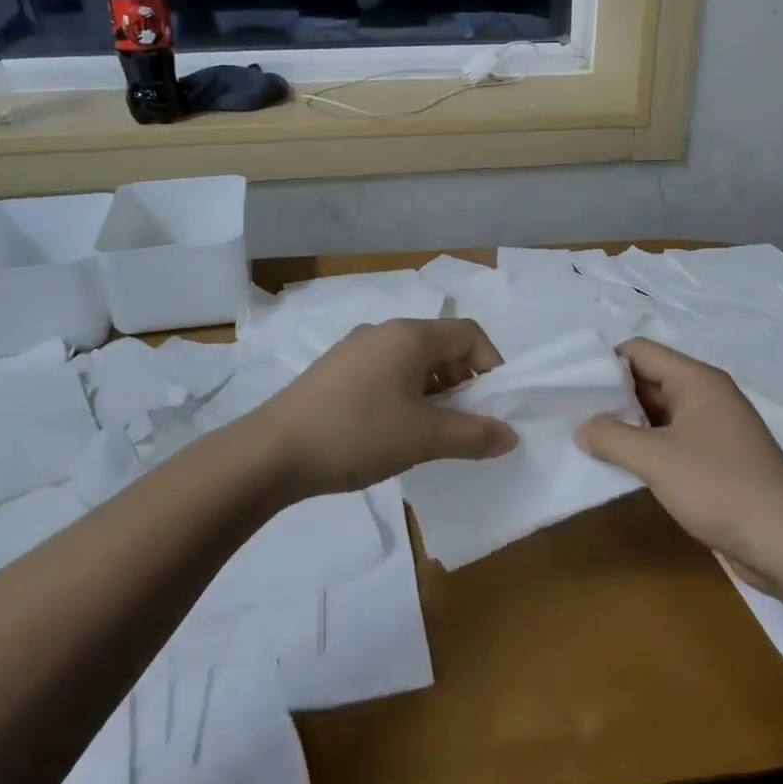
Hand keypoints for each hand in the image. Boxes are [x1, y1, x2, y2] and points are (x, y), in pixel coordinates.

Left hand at [250, 318, 516, 497]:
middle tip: (467, 423)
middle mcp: (384, 331)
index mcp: (410, 335)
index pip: (470, 334)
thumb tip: (511, 435)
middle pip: (441, 345)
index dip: (492, 366)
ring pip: (412, 360)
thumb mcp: (424, 438)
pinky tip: (394, 430)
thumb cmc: (357, 434)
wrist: (271, 452)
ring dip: (435, 390)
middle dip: (464, 381)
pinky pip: (386, 371)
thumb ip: (474, 435)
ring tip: (432, 431)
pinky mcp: (335, 370)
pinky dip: (405, 393)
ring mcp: (355, 349)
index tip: (495, 406)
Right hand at [577, 338, 782, 586]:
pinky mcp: (716, 457)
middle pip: (648, 378)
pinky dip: (646, 445)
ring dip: (627, 423)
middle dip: (612, 395)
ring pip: (658, 411)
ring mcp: (713, 427)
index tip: (573, 388)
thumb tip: (582, 427)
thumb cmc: (720, 488)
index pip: (640, 351)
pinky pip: (671, 437)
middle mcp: (706, 394)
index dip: (605, 363)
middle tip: (573, 415)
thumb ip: (611, 437)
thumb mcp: (656, 460)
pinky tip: (621, 463)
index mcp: (697, 380)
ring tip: (588, 439)